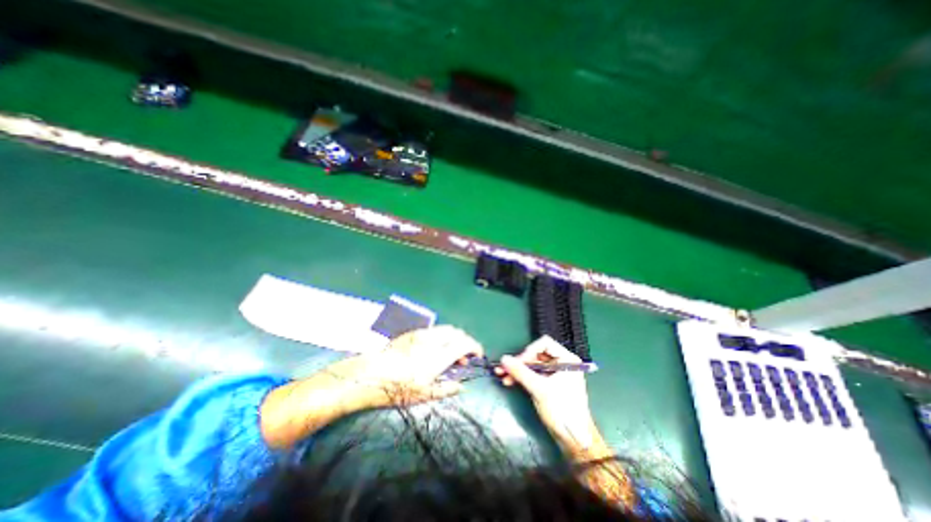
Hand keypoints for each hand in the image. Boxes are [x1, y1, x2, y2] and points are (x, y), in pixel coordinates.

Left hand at [320, 324, 483, 409]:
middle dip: (464, 341)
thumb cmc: (398, 388)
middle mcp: (433, 340)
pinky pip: (434, 330)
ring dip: (453, 338)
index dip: (475, 347)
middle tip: (462, 358)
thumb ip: (446, 389)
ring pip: (446, 329)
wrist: (370, 374)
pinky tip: (434, 349)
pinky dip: (442, 336)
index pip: (464, 343)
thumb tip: (461, 387)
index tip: (477, 355)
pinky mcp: (412, 333)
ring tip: (448, 353)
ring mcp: (422, 334)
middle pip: (457, 332)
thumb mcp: (424, 394)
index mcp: (438, 355)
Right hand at [494, 338, 604, 455]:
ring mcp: (556, 374)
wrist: (574, 440)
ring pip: (533, 365)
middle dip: (520, 362)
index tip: (519, 362)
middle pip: (536, 354)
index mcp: (566, 359)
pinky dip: (523, 377)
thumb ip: (520, 372)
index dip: (529, 350)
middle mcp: (562, 363)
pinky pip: (534, 374)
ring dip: (518, 370)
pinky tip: (509, 381)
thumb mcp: (539, 389)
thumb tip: (503, 358)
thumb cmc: (561, 410)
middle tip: (504, 368)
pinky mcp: (550, 384)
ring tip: (502, 375)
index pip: (544, 344)